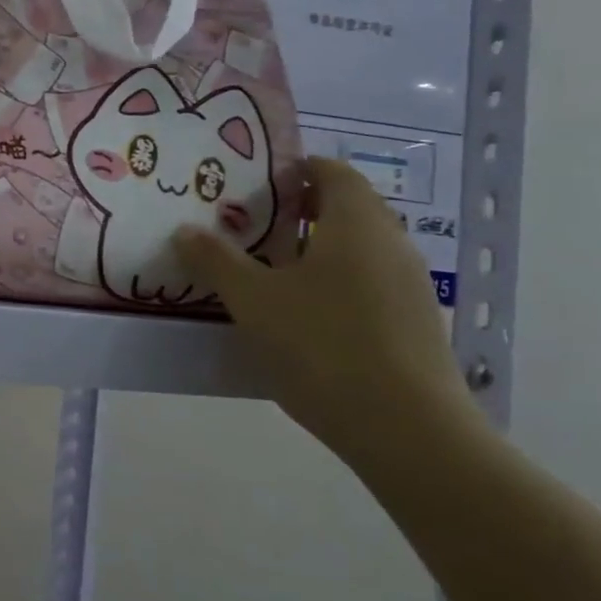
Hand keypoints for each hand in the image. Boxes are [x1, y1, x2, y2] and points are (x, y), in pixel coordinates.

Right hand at [176, 157, 478, 464]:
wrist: (407, 430)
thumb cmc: (323, 345)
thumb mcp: (253, 300)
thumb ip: (216, 260)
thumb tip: (186, 230)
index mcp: (356, 223)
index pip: (332, 172)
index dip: (295, 170)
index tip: (256, 183)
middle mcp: (391, 244)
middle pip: (348, 208)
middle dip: (302, 210)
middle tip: (253, 224)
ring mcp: (410, 286)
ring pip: (360, 249)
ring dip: (318, 249)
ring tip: (270, 270)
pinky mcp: (415, 325)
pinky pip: (370, 284)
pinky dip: (337, 283)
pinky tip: (304, 316)